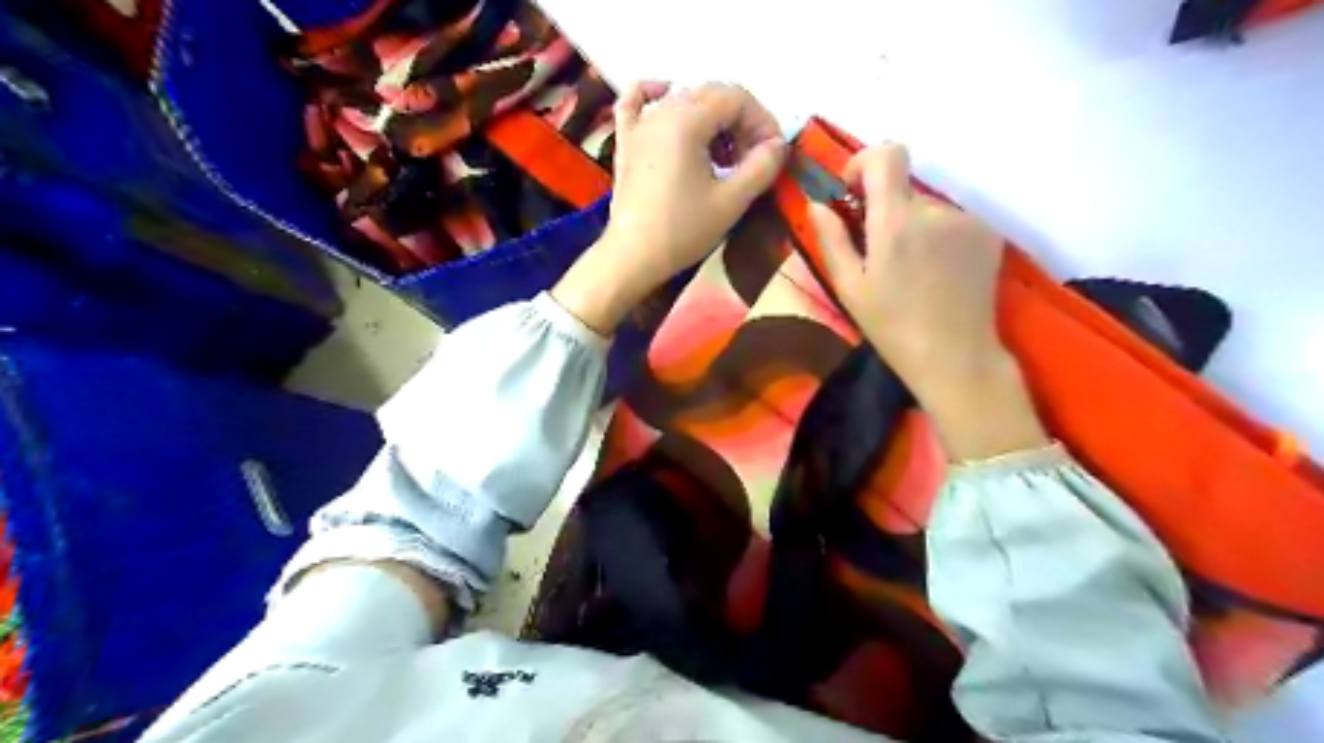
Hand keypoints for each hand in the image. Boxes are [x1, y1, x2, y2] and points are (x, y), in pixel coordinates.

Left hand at [552, 82, 782, 334]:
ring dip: (712, 120)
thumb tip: (777, 146)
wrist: (632, 258)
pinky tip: (666, 95)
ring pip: (684, 100)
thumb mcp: (732, 202)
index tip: (773, 154)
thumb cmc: (682, 230)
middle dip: (741, 122)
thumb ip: (762, 167)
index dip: (762, 121)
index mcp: (687, 120)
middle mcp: (662, 112)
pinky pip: (636, 102)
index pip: (736, 98)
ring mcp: (639, 125)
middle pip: (712, 96)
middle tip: (752, 160)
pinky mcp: (626, 143)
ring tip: (725, 158)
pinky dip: (654, 94)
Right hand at [813, 141, 1050, 459]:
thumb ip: (831, 239)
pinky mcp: (988, 234)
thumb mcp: (849, 287)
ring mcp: (967, 220)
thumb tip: (817, 203)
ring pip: (927, 207)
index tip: (853, 194)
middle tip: (880, 254)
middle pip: (904, 188)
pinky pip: (952, 221)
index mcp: (896, 220)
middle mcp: (935, 209)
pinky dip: (938, 236)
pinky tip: (936, 273)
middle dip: (886, 210)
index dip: (865, 163)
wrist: (955, 356)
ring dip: (913, 226)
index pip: (887, 154)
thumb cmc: (892, 326)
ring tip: (911, 271)